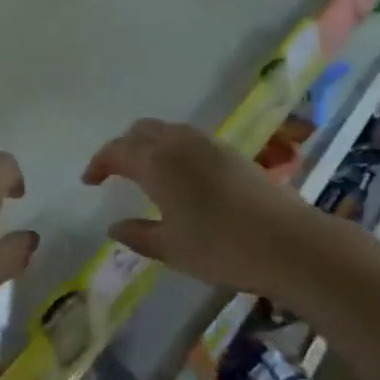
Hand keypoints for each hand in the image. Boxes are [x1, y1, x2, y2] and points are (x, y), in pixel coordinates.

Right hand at [83, 119, 318, 293]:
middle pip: (141, 130)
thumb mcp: (171, 249)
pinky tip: (181, 176)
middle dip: (123, 147)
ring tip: (146, 172)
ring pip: (168, 130)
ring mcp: (209, 144)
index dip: (98, 163)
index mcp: (157, 163)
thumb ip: (138, 234)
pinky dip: (173, 148)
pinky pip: (189, 139)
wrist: (290, 243)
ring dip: (149, 144)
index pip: (116, 151)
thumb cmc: (222, 248)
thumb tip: (115, 226)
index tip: (89, 181)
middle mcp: (180, 144)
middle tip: (114, 173)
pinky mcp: (232, 152)